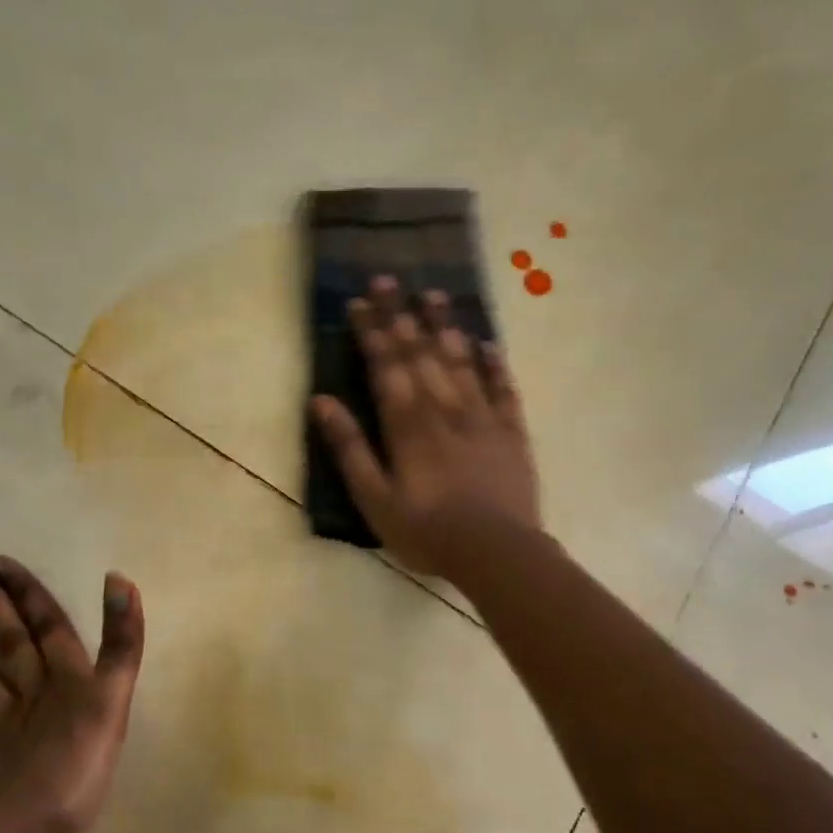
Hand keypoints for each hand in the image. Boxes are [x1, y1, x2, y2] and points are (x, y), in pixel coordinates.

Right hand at [311, 276, 541, 578]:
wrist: (497, 553)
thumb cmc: (426, 530)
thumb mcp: (374, 499)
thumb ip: (349, 449)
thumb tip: (321, 402)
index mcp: (408, 425)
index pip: (386, 367)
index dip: (372, 333)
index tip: (359, 302)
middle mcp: (445, 410)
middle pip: (421, 354)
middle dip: (402, 316)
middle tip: (390, 280)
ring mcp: (483, 418)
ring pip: (461, 362)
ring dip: (445, 327)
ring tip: (434, 295)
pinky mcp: (512, 433)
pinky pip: (504, 389)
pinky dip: (495, 364)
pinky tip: (487, 344)